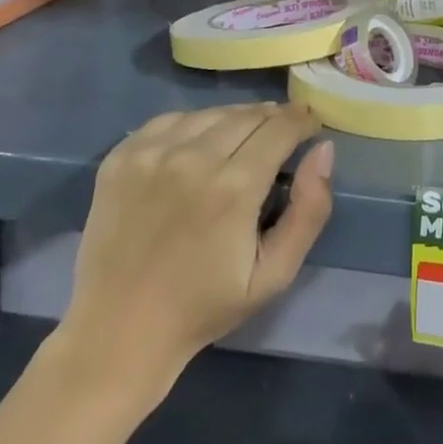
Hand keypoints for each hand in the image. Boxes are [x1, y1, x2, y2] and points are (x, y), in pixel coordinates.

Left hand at [51, 103, 332, 400]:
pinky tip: (198, 146)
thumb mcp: (274, 274)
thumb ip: (309, 210)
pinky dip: (194, 124)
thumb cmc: (204, 306)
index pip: (281, 127)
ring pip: (212, 113)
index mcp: (234, 187)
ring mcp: (152, 153)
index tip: (311, 126)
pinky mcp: (122, 156)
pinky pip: (171, 120)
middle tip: (281, 134)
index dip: (302, 121)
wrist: (118, 330)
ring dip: (236, 119)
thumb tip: (324, 149)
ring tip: (243, 139)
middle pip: (248, 114)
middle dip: (273, 119)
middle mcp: (192, 158)